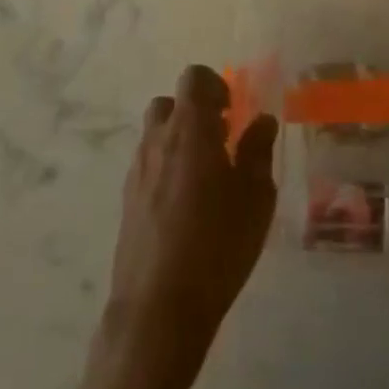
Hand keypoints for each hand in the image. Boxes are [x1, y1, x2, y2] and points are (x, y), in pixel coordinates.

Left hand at [103, 64, 277, 373]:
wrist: (158, 309)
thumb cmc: (217, 246)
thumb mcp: (255, 198)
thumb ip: (258, 152)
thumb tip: (261, 121)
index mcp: (190, 130)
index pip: (194, 79)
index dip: (215, 85)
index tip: (233, 112)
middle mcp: (158, 141)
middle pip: (170, 103)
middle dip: (195, 111)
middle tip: (222, 139)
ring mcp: (137, 171)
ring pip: (156, 134)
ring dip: (180, 139)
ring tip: (208, 174)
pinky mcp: (127, 200)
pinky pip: (148, 163)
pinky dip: (167, 166)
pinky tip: (188, 203)